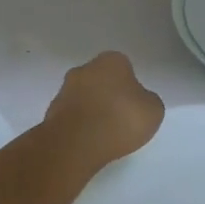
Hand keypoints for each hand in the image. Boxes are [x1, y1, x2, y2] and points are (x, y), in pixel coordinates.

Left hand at [42, 52, 163, 174]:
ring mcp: (64, 90)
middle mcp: (84, 68)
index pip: (124, 67)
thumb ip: (147, 100)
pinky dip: (79, 125)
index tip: (134, 104)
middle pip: (100, 79)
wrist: (77, 143)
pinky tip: (88, 141)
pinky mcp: (51, 112)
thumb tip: (139, 101)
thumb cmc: (121, 119)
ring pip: (84, 97)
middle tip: (120, 117)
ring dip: (92, 110)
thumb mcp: (153, 110)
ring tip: (104, 134)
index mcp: (111, 60)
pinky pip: (72, 116)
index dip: (130, 85)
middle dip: (108, 94)